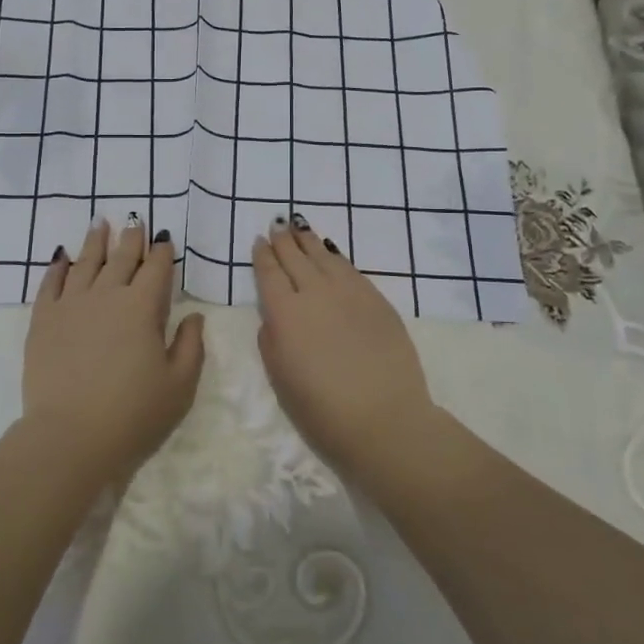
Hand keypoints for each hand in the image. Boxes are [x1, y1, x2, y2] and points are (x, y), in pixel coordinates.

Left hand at [22, 217, 205, 480]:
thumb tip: (193, 315)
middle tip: (135, 219)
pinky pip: (50, 283)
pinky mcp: (43, 320)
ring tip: (99, 223)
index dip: (162, 252)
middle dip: (131, 237)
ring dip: (95, 241)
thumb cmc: (133, 415)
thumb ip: (191, 345)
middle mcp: (107, 295)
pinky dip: (57, 267)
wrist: (69, 437)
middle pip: (121, 258)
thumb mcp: (180, 385)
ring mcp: (71, 304)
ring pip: (85, 262)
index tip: (164, 238)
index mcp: (142, 307)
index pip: (156, 269)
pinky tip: (61, 257)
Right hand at [252, 214, 433, 476]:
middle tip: (277, 225)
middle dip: (283, 240)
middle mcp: (315, 293)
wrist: (384, 419)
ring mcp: (349, 293)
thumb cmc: (322, 410)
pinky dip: (336, 256)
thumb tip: (274, 317)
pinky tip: (331, 253)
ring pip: (324, 257)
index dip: (263, 256)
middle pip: (295, 258)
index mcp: (285, 314)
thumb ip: (271, 341)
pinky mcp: (376, 300)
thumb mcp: (280, 379)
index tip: (259, 241)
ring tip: (299, 227)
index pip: (269, 274)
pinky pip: (350, 269)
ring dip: (308, 241)